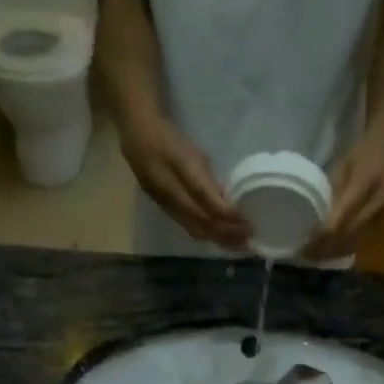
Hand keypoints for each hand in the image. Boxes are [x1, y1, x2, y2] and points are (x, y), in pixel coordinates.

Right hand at [118, 115, 250, 248]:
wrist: (135, 137)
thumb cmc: (168, 138)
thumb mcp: (193, 151)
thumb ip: (208, 177)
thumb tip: (226, 200)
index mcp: (180, 171)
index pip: (207, 201)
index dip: (228, 215)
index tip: (247, 222)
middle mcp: (172, 194)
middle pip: (202, 221)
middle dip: (226, 233)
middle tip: (248, 241)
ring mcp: (166, 205)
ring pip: (194, 229)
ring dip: (217, 239)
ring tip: (236, 245)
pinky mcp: (165, 210)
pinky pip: (188, 227)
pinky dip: (206, 235)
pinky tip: (218, 238)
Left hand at [303, 134, 383, 261]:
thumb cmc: (362, 153)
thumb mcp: (342, 166)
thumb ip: (332, 192)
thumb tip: (316, 220)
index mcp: (366, 183)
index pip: (341, 217)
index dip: (323, 234)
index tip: (305, 244)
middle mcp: (378, 203)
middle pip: (348, 234)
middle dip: (326, 247)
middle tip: (306, 255)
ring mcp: (383, 215)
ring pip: (356, 242)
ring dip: (335, 252)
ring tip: (316, 257)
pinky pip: (363, 241)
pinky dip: (345, 249)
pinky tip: (332, 253)